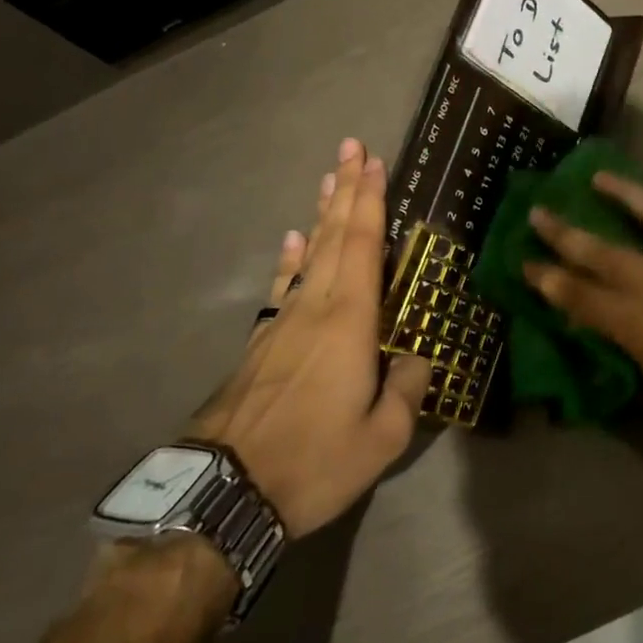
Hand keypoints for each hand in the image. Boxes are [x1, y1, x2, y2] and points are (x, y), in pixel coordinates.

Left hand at [187, 139, 430, 536]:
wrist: (223, 494)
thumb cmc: (312, 461)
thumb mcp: (382, 438)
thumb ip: (407, 391)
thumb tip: (418, 358)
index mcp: (350, 321)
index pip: (364, 244)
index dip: (371, 200)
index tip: (374, 161)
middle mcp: (316, 307)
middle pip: (335, 236)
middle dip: (346, 190)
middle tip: (352, 148)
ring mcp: (283, 323)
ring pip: (309, 254)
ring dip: (322, 213)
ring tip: (329, 180)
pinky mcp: (260, 343)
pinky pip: (282, 286)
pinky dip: (291, 258)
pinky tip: (293, 240)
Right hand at [524, 173, 642, 488]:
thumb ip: (628, 349)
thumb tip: (609, 327)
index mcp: (641, 325)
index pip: (581, 296)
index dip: (549, 280)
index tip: (524, 263)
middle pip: (606, 252)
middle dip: (567, 233)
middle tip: (540, 210)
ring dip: (627, 195)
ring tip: (602, 178)